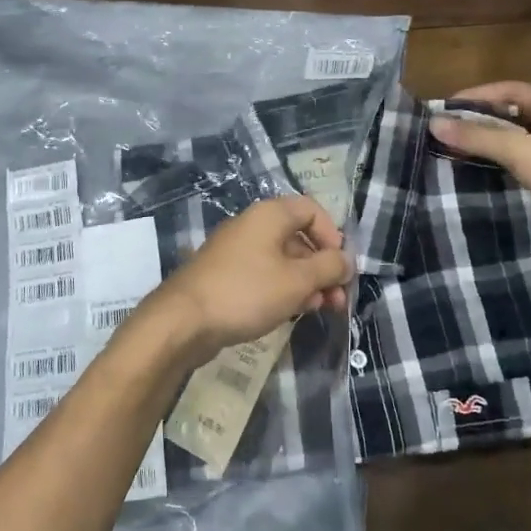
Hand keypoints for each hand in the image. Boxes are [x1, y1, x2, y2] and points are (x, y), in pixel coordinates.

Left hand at [147, 195, 351, 357]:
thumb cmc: (247, 292)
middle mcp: (252, 226)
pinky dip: (283, 290)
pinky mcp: (226, 276)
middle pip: (299, 237)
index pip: (311, 210)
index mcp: (269, 215)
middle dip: (323, 267)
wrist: (184, 321)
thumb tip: (346, 260)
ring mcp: (236, 251)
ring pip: (282, 260)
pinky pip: (264, 275)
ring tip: (320, 309)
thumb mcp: (297, 281)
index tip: (340, 265)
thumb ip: (328, 267)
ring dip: (306, 282)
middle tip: (338, 299)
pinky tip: (292, 312)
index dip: (333, 235)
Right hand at [429, 81, 530, 250]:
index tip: (447, 107)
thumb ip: (478, 137)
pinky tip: (481, 179)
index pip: (509, 91)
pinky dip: (503, 169)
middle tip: (447, 133)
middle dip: (480, 123)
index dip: (478, 95)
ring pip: (518, 143)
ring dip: (490, 148)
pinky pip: (525, 167)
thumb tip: (435, 123)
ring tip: (456, 155)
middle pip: (513, 116)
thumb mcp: (520, 151)